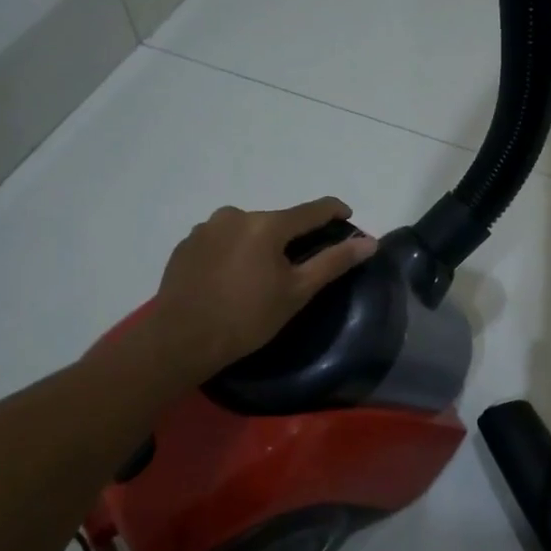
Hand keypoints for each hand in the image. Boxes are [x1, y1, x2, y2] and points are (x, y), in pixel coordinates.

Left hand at [146, 197, 376, 377]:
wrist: (180, 340)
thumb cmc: (246, 318)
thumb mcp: (297, 292)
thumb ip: (334, 262)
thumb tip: (370, 242)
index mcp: (266, 224)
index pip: (312, 210)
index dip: (334, 212)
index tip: (347, 219)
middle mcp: (235, 215)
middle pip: (276, 221)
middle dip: (291, 238)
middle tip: (298, 268)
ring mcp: (205, 228)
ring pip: (246, 230)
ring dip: (259, 245)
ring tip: (260, 277)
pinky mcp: (186, 244)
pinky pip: (221, 241)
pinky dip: (233, 253)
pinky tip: (231, 280)